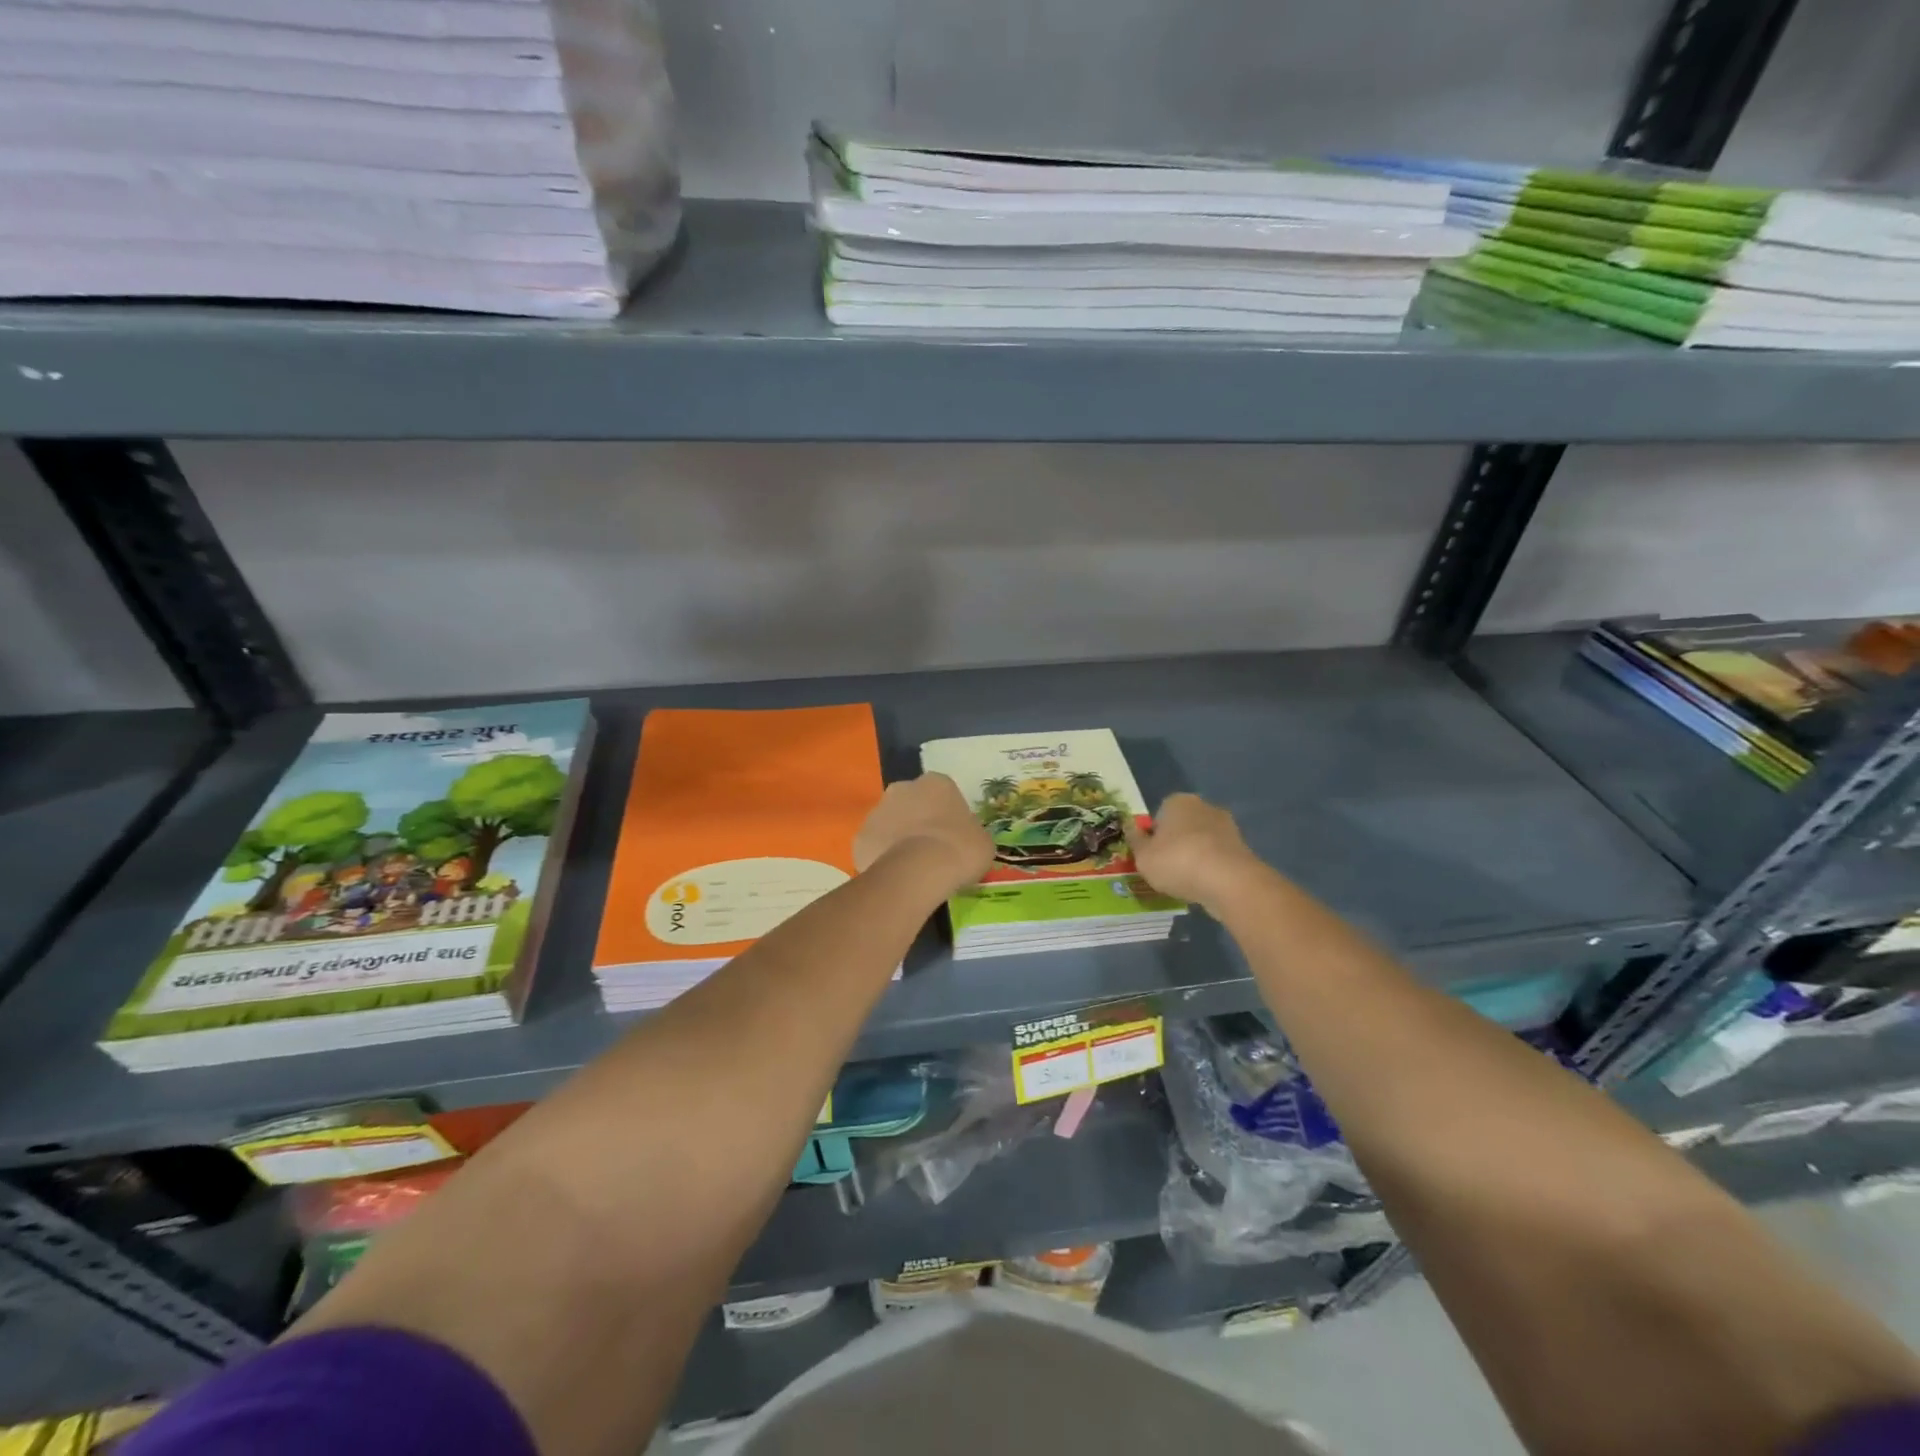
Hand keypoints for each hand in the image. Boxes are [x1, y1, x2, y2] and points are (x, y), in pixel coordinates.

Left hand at [854, 773, 994, 898]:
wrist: (920, 871)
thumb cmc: (959, 849)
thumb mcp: (982, 841)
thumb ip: (970, 833)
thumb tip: (964, 840)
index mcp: (936, 783)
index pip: (942, 793)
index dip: (947, 815)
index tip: (953, 836)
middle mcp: (902, 789)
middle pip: (911, 803)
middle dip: (918, 821)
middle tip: (932, 849)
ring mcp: (877, 811)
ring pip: (890, 823)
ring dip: (899, 838)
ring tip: (913, 868)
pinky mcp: (860, 838)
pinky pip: (875, 847)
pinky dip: (883, 858)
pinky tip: (896, 876)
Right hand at [1126, 793, 1266, 907]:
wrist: (1229, 882)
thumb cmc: (1177, 862)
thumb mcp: (1143, 856)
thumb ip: (1135, 841)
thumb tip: (1130, 827)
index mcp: (1177, 801)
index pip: (1158, 815)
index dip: (1152, 836)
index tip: (1150, 856)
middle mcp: (1204, 806)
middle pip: (1182, 826)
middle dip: (1175, 844)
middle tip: (1165, 869)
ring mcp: (1227, 827)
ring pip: (1201, 842)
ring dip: (1194, 857)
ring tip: (1184, 882)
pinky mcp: (1242, 848)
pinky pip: (1217, 858)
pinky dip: (1210, 869)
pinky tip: (1203, 886)